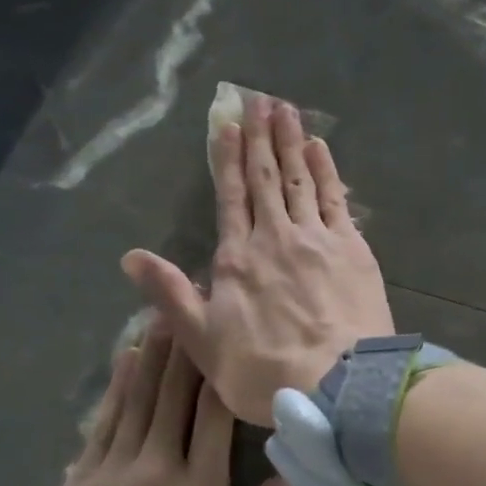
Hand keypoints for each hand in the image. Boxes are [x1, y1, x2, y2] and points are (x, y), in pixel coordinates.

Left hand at [0, 328, 291, 485]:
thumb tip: (288, 479)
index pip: (217, 417)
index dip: (225, 368)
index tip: (233, 327)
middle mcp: (155, 471)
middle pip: (174, 394)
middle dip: (189, 342)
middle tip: (199, 294)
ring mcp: (111, 473)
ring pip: (138, 398)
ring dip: (154, 351)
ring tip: (168, 308)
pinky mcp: (79, 482)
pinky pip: (103, 422)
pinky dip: (117, 387)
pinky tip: (126, 360)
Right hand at [122, 95, 393, 425]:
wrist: (338, 385)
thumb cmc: (265, 371)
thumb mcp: (203, 342)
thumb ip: (170, 295)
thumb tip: (131, 256)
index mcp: (238, 258)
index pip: (230, 197)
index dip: (227, 158)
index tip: (227, 124)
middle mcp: (276, 237)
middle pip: (266, 179)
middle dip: (260, 138)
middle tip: (259, 100)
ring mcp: (318, 239)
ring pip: (300, 180)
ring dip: (292, 143)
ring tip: (286, 111)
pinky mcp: (354, 249)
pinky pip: (336, 199)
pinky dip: (327, 171)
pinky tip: (320, 150)